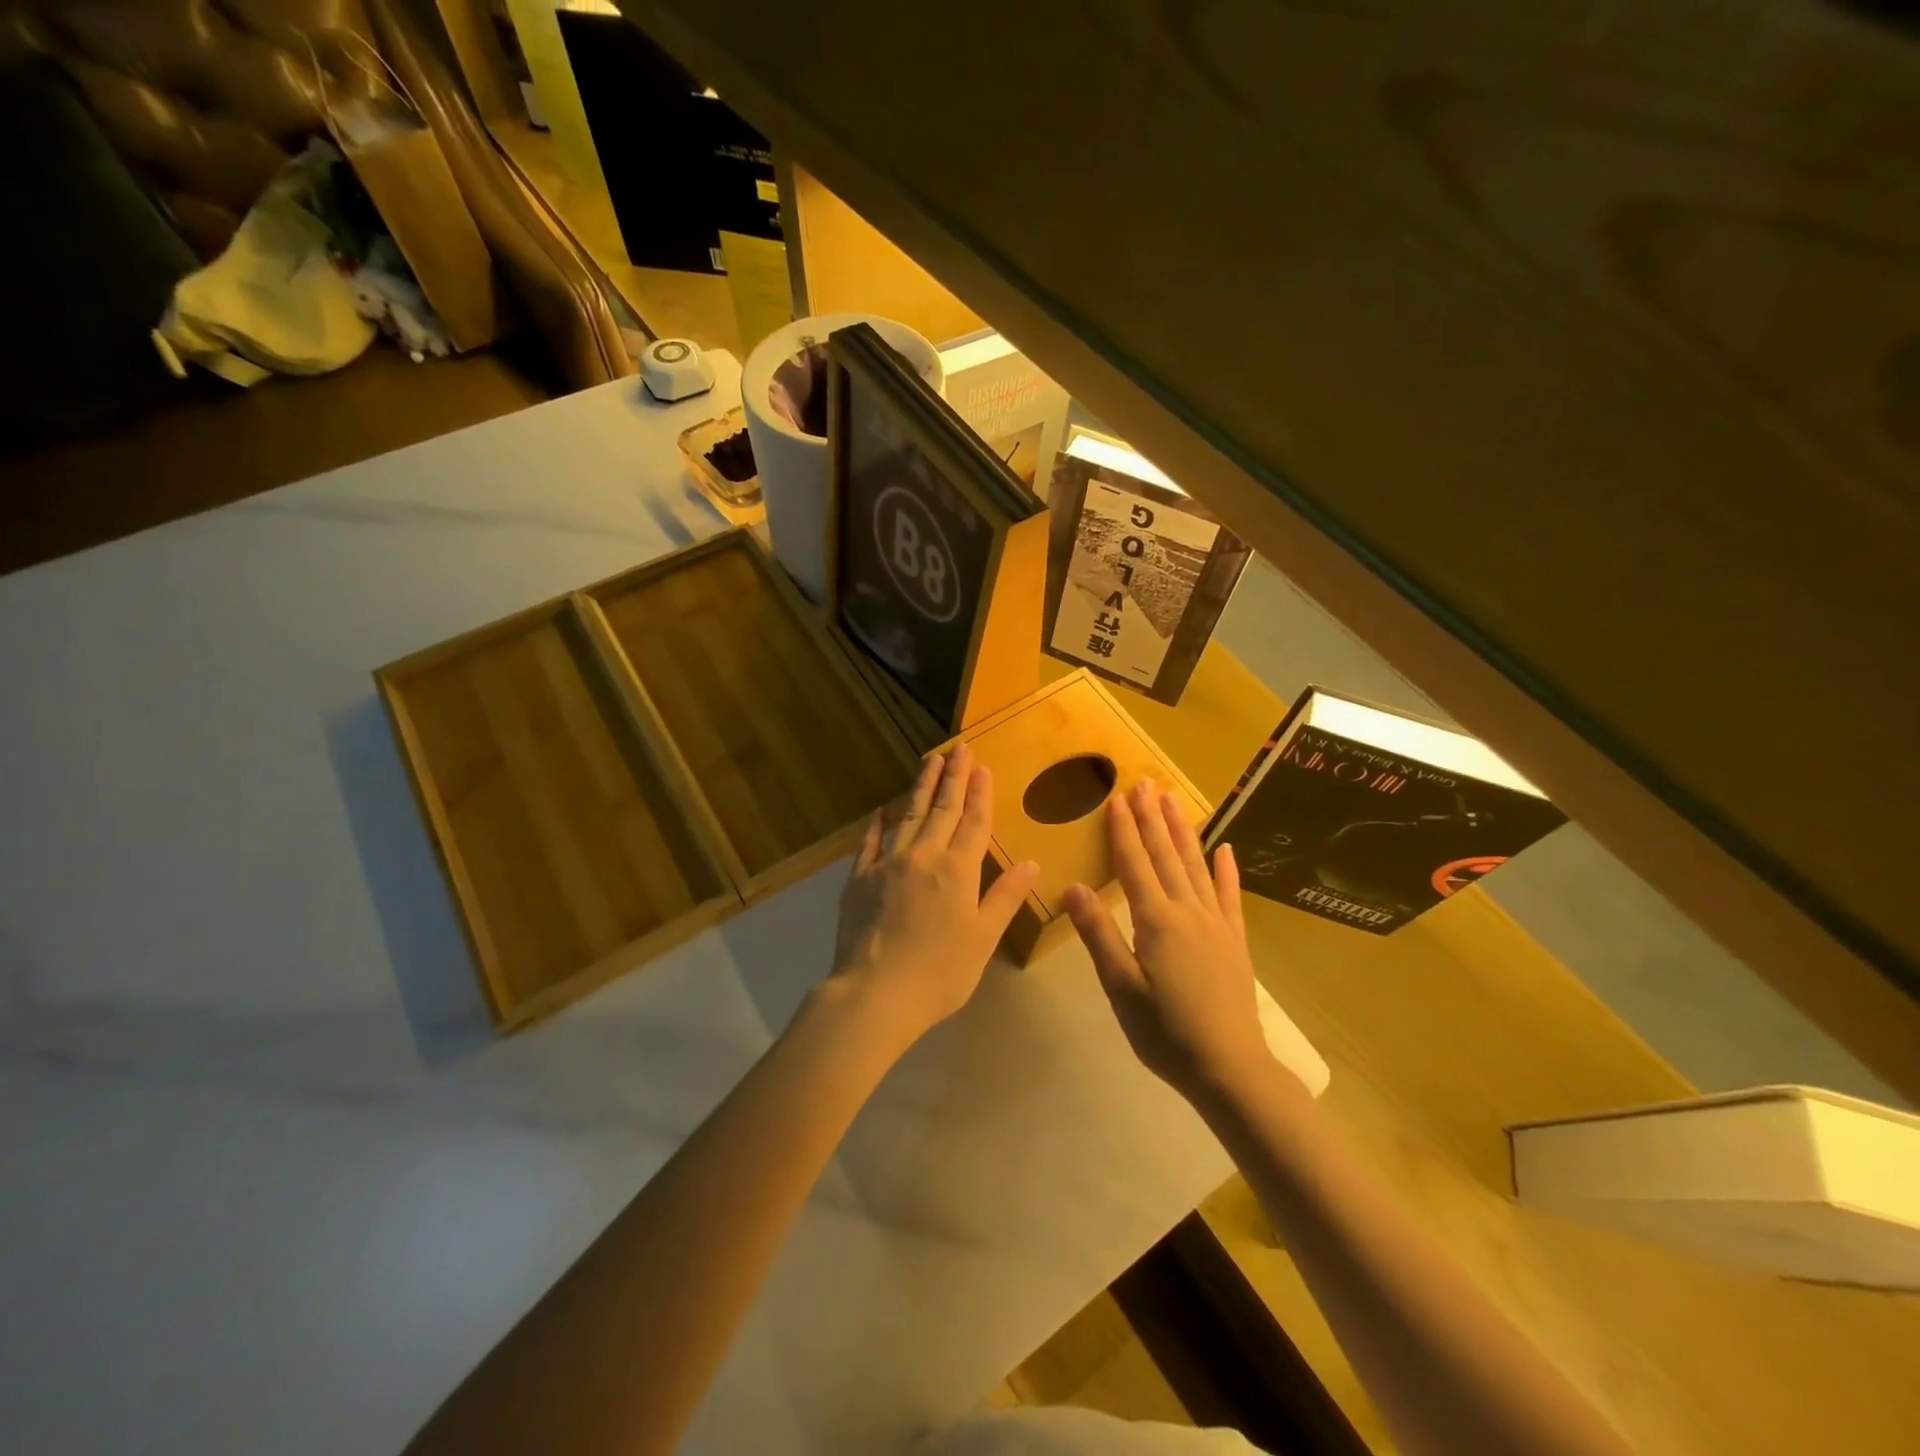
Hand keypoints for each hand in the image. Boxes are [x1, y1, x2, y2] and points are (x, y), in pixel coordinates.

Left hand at [829, 744, 1039, 1044]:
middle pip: (942, 809)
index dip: (980, 793)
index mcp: (957, 871)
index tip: (982, 767)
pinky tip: (880, 811)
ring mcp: (887, 864)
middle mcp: (923, 856)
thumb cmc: (940, 972)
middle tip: (958, 748)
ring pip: (908, 815)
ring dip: (921, 787)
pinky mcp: (859, 879)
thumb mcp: (983, 938)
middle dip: (953, 777)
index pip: (974, 822)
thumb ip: (1005, 897)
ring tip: (930, 761)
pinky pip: (869, 843)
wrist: (875, 993)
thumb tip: (1030, 862)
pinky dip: (877, 825)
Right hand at [1063, 781, 1273, 1099]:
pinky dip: (1226, 869)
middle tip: (1146, 783)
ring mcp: (1216, 923)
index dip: (1124, 831)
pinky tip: (1225, 848)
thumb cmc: (1165, 1031)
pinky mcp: (1235, 940)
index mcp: (1156, 920)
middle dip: (1153, 818)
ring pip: (1196, 866)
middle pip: (1166, 855)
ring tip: (1174, 800)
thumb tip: (1074, 887)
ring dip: (1183, 831)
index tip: (1117, 798)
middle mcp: (1187, 911)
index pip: (1135, 864)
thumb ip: (1099, 934)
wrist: (1229, 1067)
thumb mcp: (1120, 987)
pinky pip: (1229, 895)